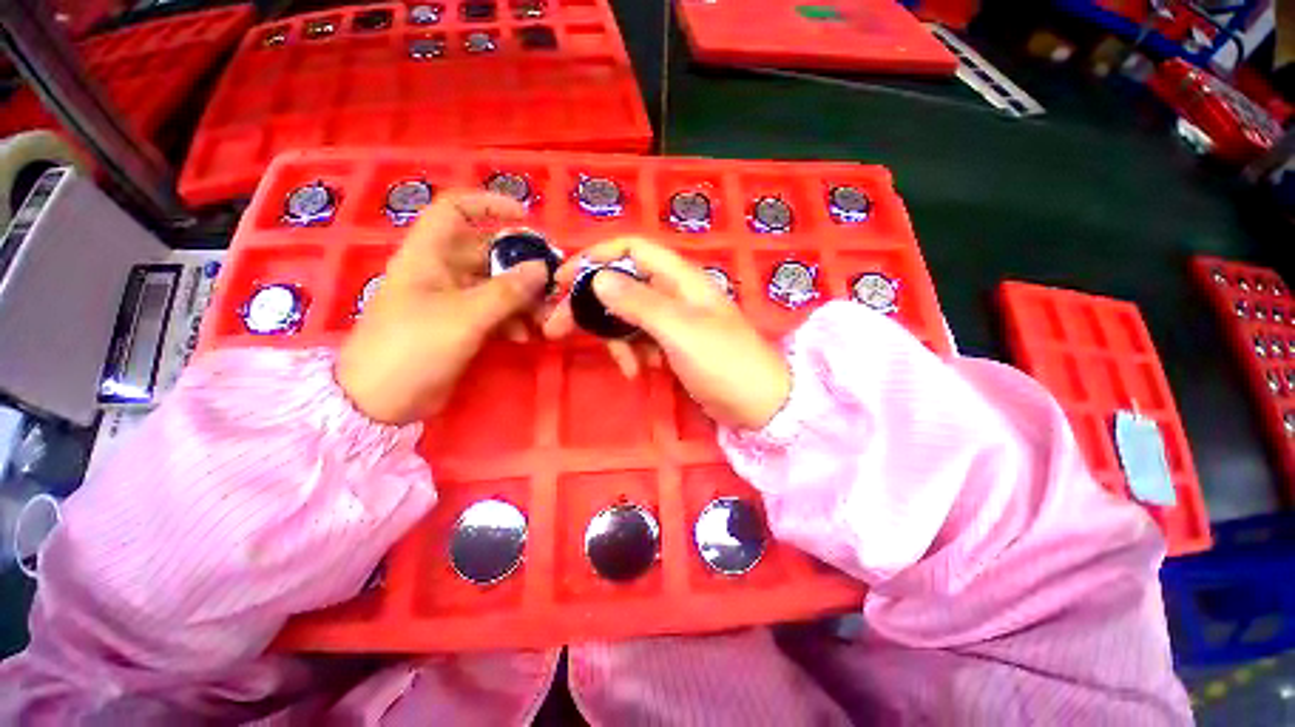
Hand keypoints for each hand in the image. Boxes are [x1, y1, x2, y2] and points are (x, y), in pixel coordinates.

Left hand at [337, 191, 549, 424]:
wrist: (382, 400)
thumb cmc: (414, 346)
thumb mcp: (464, 316)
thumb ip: (506, 291)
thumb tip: (542, 268)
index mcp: (429, 255)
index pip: (456, 211)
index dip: (489, 205)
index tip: (526, 216)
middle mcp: (441, 272)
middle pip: (486, 253)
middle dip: (520, 264)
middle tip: (552, 278)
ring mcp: (452, 300)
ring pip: (496, 286)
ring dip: (523, 298)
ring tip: (545, 315)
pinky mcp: (461, 326)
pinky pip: (495, 313)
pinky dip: (513, 321)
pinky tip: (527, 335)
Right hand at [543, 238, 791, 430]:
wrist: (758, 404)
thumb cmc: (723, 361)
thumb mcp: (679, 330)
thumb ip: (639, 303)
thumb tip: (598, 278)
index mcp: (679, 278)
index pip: (631, 249)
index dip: (594, 258)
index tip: (562, 281)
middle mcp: (674, 293)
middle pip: (622, 285)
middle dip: (591, 306)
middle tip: (557, 328)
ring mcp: (673, 320)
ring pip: (628, 317)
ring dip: (616, 339)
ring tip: (626, 366)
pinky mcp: (673, 344)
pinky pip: (641, 340)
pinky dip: (634, 354)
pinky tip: (640, 372)